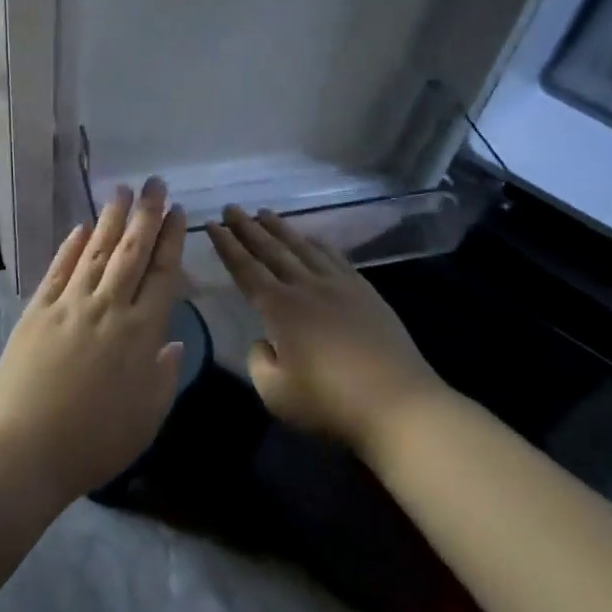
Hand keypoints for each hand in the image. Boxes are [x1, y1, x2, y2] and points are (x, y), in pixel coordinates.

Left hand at [0, 178, 186, 502]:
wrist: (24, 449)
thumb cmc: (95, 441)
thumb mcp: (147, 416)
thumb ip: (165, 374)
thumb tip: (173, 340)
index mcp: (140, 332)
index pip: (162, 273)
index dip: (171, 239)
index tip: (178, 211)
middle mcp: (107, 307)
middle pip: (131, 252)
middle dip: (146, 214)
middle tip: (154, 183)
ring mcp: (69, 305)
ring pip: (95, 252)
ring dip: (110, 219)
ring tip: (121, 191)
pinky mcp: (37, 311)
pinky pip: (58, 270)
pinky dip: (70, 246)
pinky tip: (80, 228)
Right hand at [205, 206, 436, 454]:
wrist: (399, 403)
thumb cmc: (331, 403)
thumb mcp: (276, 394)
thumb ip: (259, 362)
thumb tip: (264, 341)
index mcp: (280, 309)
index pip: (245, 269)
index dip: (227, 247)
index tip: (212, 225)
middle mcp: (306, 287)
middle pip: (271, 250)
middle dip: (247, 228)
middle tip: (231, 207)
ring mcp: (339, 285)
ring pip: (302, 247)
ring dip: (280, 229)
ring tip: (264, 212)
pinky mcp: (365, 292)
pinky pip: (334, 257)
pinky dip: (317, 243)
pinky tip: (311, 238)